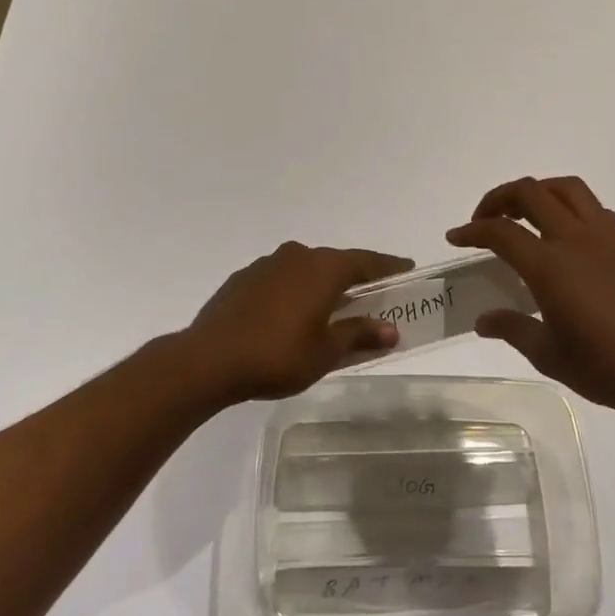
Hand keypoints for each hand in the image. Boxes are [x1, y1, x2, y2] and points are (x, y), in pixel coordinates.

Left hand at [181, 242, 413, 402]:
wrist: (208, 359)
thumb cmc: (277, 355)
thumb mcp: (326, 352)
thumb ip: (359, 335)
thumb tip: (391, 330)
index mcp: (323, 268)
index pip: (365, 261)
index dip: (388, 266)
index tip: (406, 269)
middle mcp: (297, 256)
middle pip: (335, 262)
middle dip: (354, 277)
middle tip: (371, 294)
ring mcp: (267, 264)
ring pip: (305, 268)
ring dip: (321, 283)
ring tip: (330, 306)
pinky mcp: (243, 278)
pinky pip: (281, 278)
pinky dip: (294, 290)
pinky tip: (291, 313)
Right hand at [448, 176, 614, 417]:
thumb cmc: (605, 367)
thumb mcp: (548, 355)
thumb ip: (512, 328)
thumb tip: (483, 320)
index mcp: (549, 266)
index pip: (500, 232)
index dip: (472, 230)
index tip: (456, 237)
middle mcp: (575, 239)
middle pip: (530, 193)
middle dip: (499, 198)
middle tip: (486, 219)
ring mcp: (606, 236)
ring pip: (566, 189)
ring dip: (538, 192)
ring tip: (524, 214)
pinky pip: (593, 208)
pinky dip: (569, 208)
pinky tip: (566, 236)